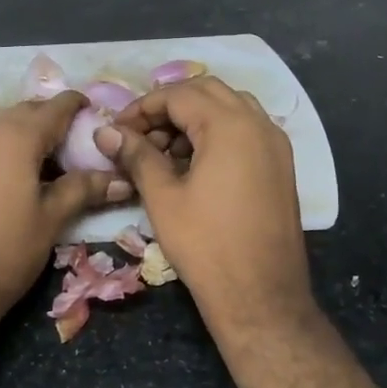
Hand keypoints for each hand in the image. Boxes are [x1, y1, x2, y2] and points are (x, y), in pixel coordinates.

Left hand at [0, 90, 130, 320]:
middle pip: (28, 111)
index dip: (77, 105)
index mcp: (17, 136)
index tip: (97, 111)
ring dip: (32, 132)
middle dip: (55, 118)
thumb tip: (122, 179)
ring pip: (8, 125)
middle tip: (82, 139)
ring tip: (58, 158)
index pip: (55, 107)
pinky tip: (28, 172)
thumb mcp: (52, 217)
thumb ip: (84, 189)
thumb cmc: (8, 247)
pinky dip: (13, 145)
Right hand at [95, 77, 315, 336]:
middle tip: (139, 135)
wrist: (261, 296)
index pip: (178, 94)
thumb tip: (105, 131)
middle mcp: (259, 124)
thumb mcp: (163, 197)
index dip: (141, 108)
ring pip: (230, 108)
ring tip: (164, 151)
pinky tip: (194, 165)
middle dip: (169, 106)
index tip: (117, 131)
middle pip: (207, 91)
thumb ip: (136, 155)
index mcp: (230, 125)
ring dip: (194, 118)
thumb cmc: (206, 245)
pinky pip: (246, 130)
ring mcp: (276, 144)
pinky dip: (217, 133)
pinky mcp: (281, 165)